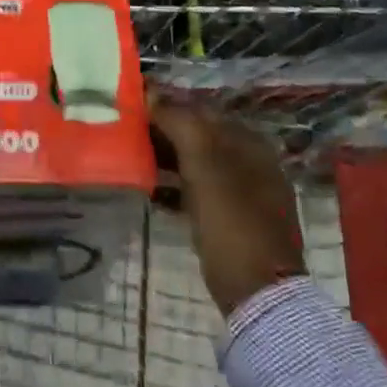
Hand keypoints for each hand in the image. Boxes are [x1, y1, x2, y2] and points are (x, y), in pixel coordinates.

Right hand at [153, 99, 303, 316]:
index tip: (133, 105)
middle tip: (127, 133)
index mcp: (249, 142)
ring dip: (166, 160)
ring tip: (133, 160)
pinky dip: (176, 189)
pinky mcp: (236, 223)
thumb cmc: (231, 221)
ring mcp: (246, 195)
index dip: (166, 104)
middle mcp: (252, 162)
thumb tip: (152, 92)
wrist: (260, 294)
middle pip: (200, 136)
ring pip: (198, 164)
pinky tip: (151, 195)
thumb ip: (179, 122)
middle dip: (164, 132)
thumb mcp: (203, 164)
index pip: (201, 109)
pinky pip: (199, 193)